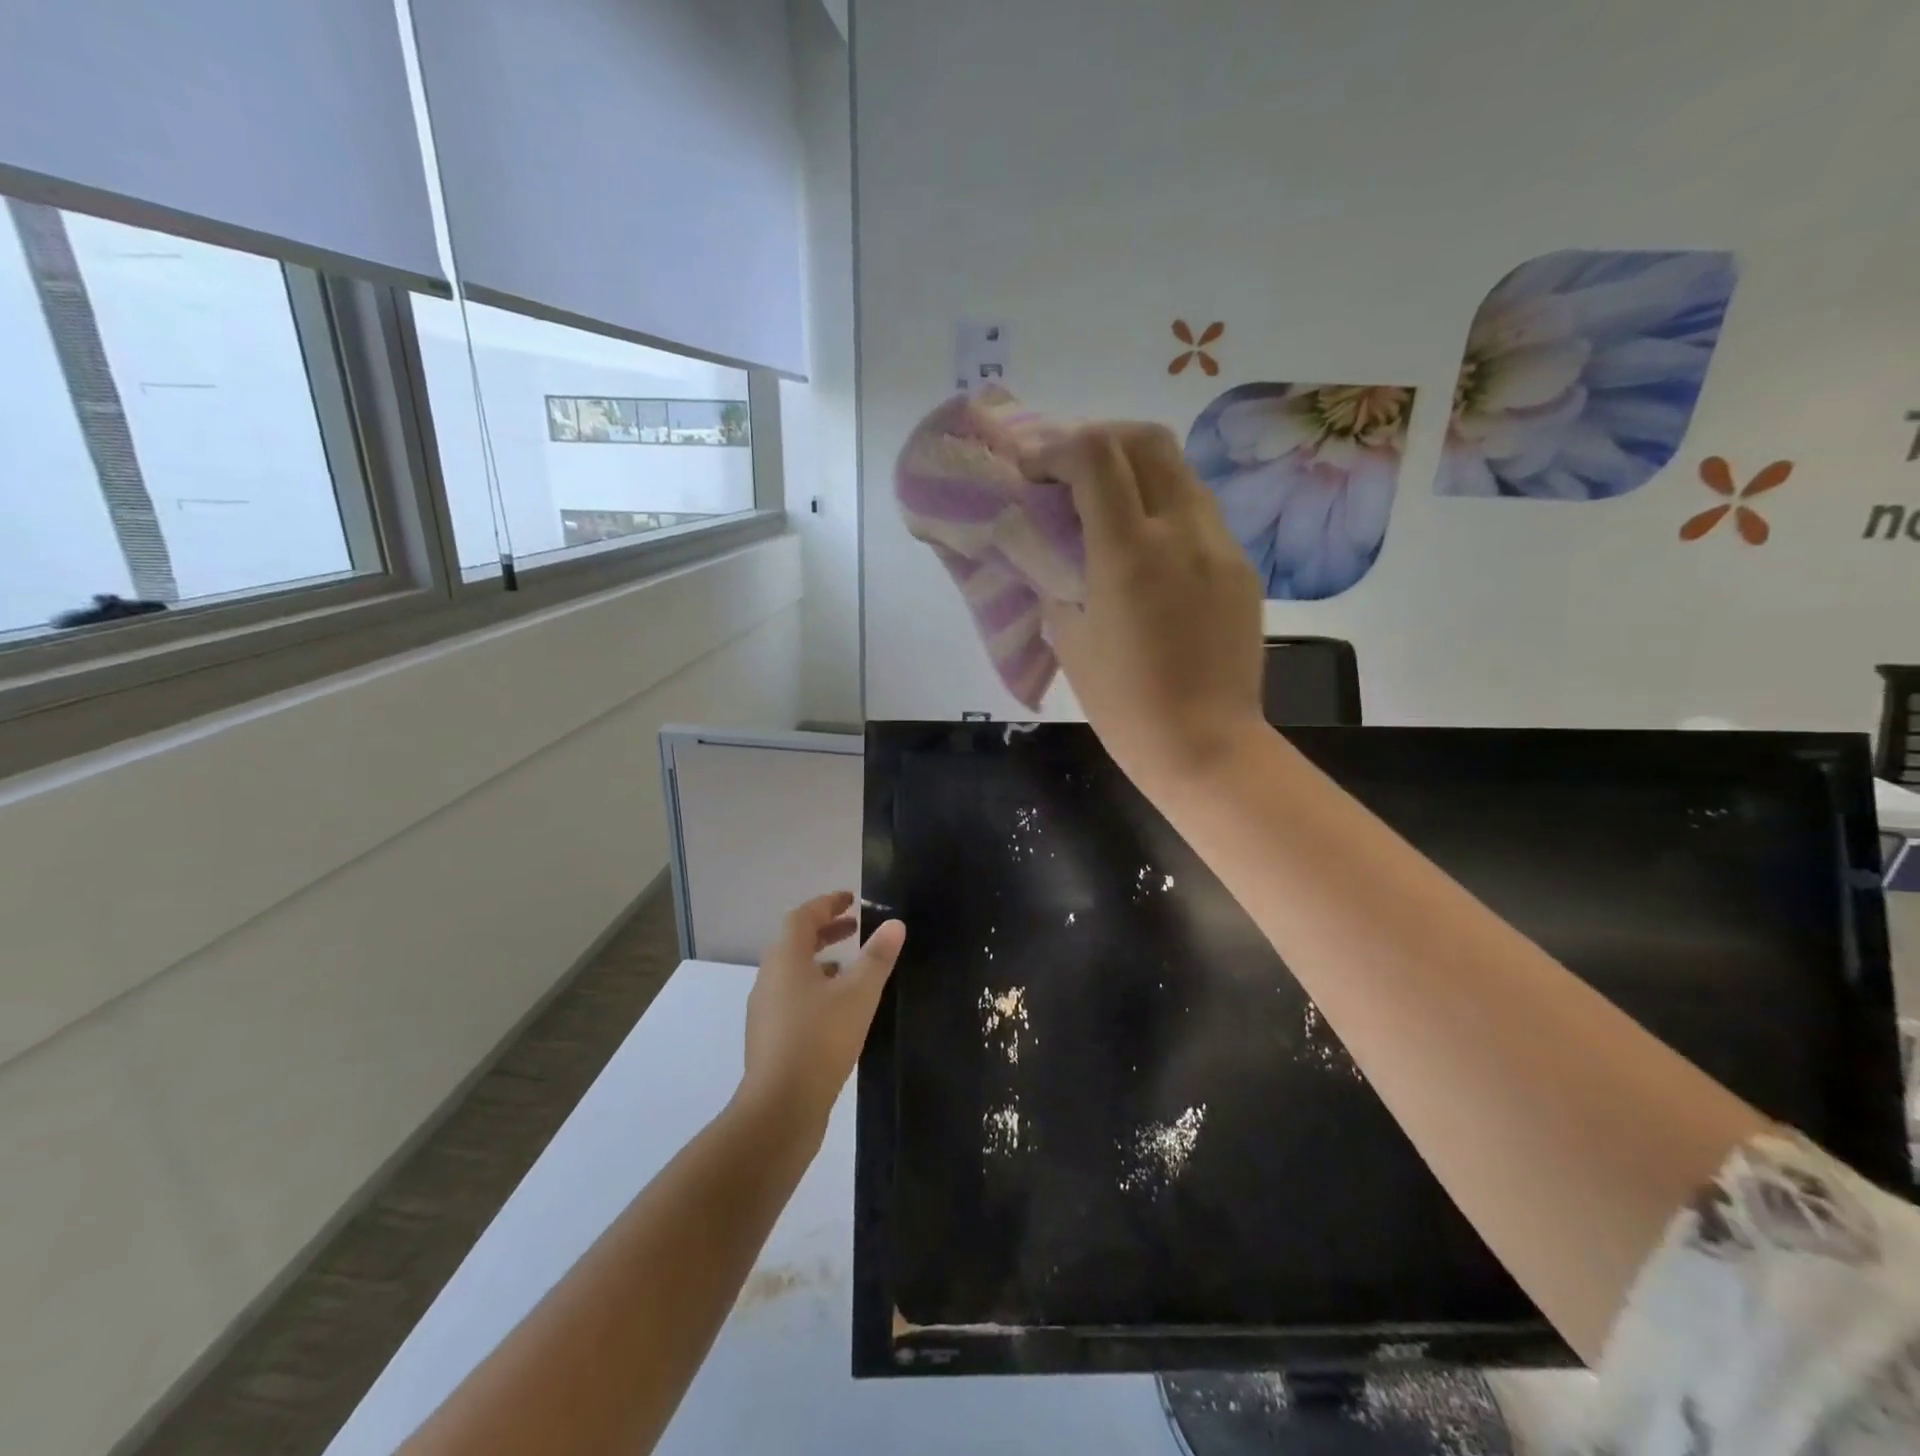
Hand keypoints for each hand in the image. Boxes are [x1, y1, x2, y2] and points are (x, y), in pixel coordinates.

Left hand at [738, 892, 905, 1136]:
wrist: (780, 1108)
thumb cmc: (820, 1041)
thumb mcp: (858, 995)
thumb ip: (877, 957)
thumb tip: (895, 923)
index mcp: (786, 959)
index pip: (803, 917)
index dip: (827, 904)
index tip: (851, 899)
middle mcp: (769, 978)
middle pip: (795, 942)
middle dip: (825, 930)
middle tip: (855, 928)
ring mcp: (765, 1009)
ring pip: (793, 971)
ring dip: (820, 960)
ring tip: (850, 967)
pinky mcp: (769, 1037)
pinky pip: (791, 997)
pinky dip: (814, 988)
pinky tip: (836, 1009)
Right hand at [1027, 423, 1265, 794]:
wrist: (1206, 745)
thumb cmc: (1124, 704)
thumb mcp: (1070, 640)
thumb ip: (1058, 581)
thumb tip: (1056, 554)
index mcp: (1129, 551)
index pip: (1096, 456)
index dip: (1057, 450)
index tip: (1035, 474)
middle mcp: (1182, 531)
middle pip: (1146, 440)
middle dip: (1101, 440)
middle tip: (1072, 473)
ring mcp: (1221, 546)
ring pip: (1180, 472)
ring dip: (1138, 472)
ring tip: (1109, 507)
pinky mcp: (1241, 568)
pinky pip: (1201, 515)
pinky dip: (1166, 510)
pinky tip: (1149, 550)